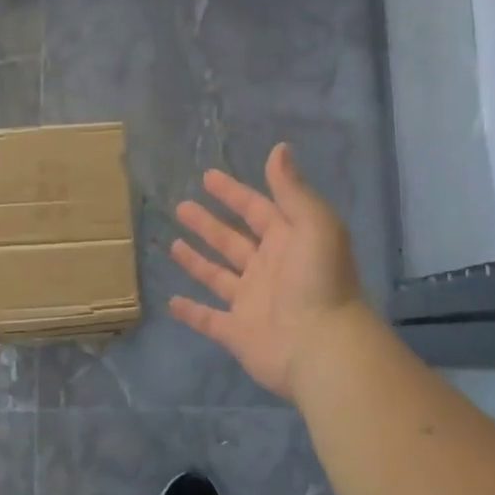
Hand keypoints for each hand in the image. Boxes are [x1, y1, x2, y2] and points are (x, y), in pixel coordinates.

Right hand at [169, 143, 363, 403]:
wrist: (322, 346)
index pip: (256, 211)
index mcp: (288, 243)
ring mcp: (251, 302)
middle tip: (181, 207)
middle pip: (233, 241)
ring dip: (197, 261)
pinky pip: (209, 319)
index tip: (208, 177)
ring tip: (173, 244)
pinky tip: (171, 301)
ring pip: (218, 276)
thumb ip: (292, 189)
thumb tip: (279, 148)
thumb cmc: (318, 280)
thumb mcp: (313, 224)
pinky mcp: (237, 332)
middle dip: (209, 224)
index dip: (234, 193)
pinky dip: (191, 312)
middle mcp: (268, 270)